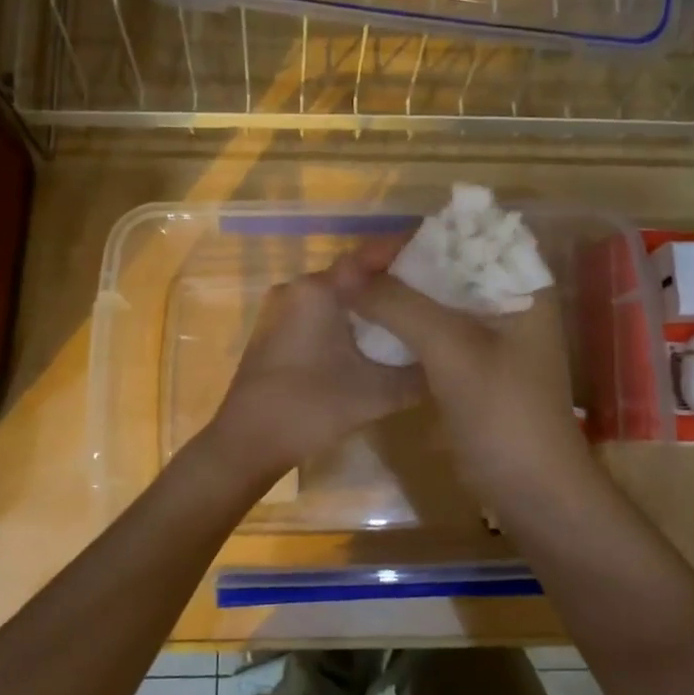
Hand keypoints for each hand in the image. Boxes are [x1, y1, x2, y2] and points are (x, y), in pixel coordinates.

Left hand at [206, 266, 425, 483]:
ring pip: (335, 294)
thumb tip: (447, 360)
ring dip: (368, 301)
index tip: (440, 255)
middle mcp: (296, 288)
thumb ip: (418, 374)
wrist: (246, 443)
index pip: (369, 254)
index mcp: (319, 290)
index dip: (405, 251)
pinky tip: (372, 338)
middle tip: (432, 290)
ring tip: (409, 313)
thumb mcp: (377, 394)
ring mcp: (281, 309)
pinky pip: (319, 312)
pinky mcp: (275, 331)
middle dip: (392, 279)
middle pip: (353, 274)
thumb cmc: (310, 409)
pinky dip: (347, 318)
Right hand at [331, 243, 603, 526]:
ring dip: (398, 294)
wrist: (530, 490)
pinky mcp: (470, 363)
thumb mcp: (452, 349)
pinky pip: (431, 328)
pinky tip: (369, 322)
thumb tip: (342, 273)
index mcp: (521, 285)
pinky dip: (402, 323)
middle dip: (401, 265)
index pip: (469, 236)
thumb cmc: (503, 411)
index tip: (372, 247)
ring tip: (353, 290)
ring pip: (435, 297)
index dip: (419, 235)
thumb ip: (399, 305)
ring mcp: (489, 334)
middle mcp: (506, 300)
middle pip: (448, 265)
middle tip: (352, 269)